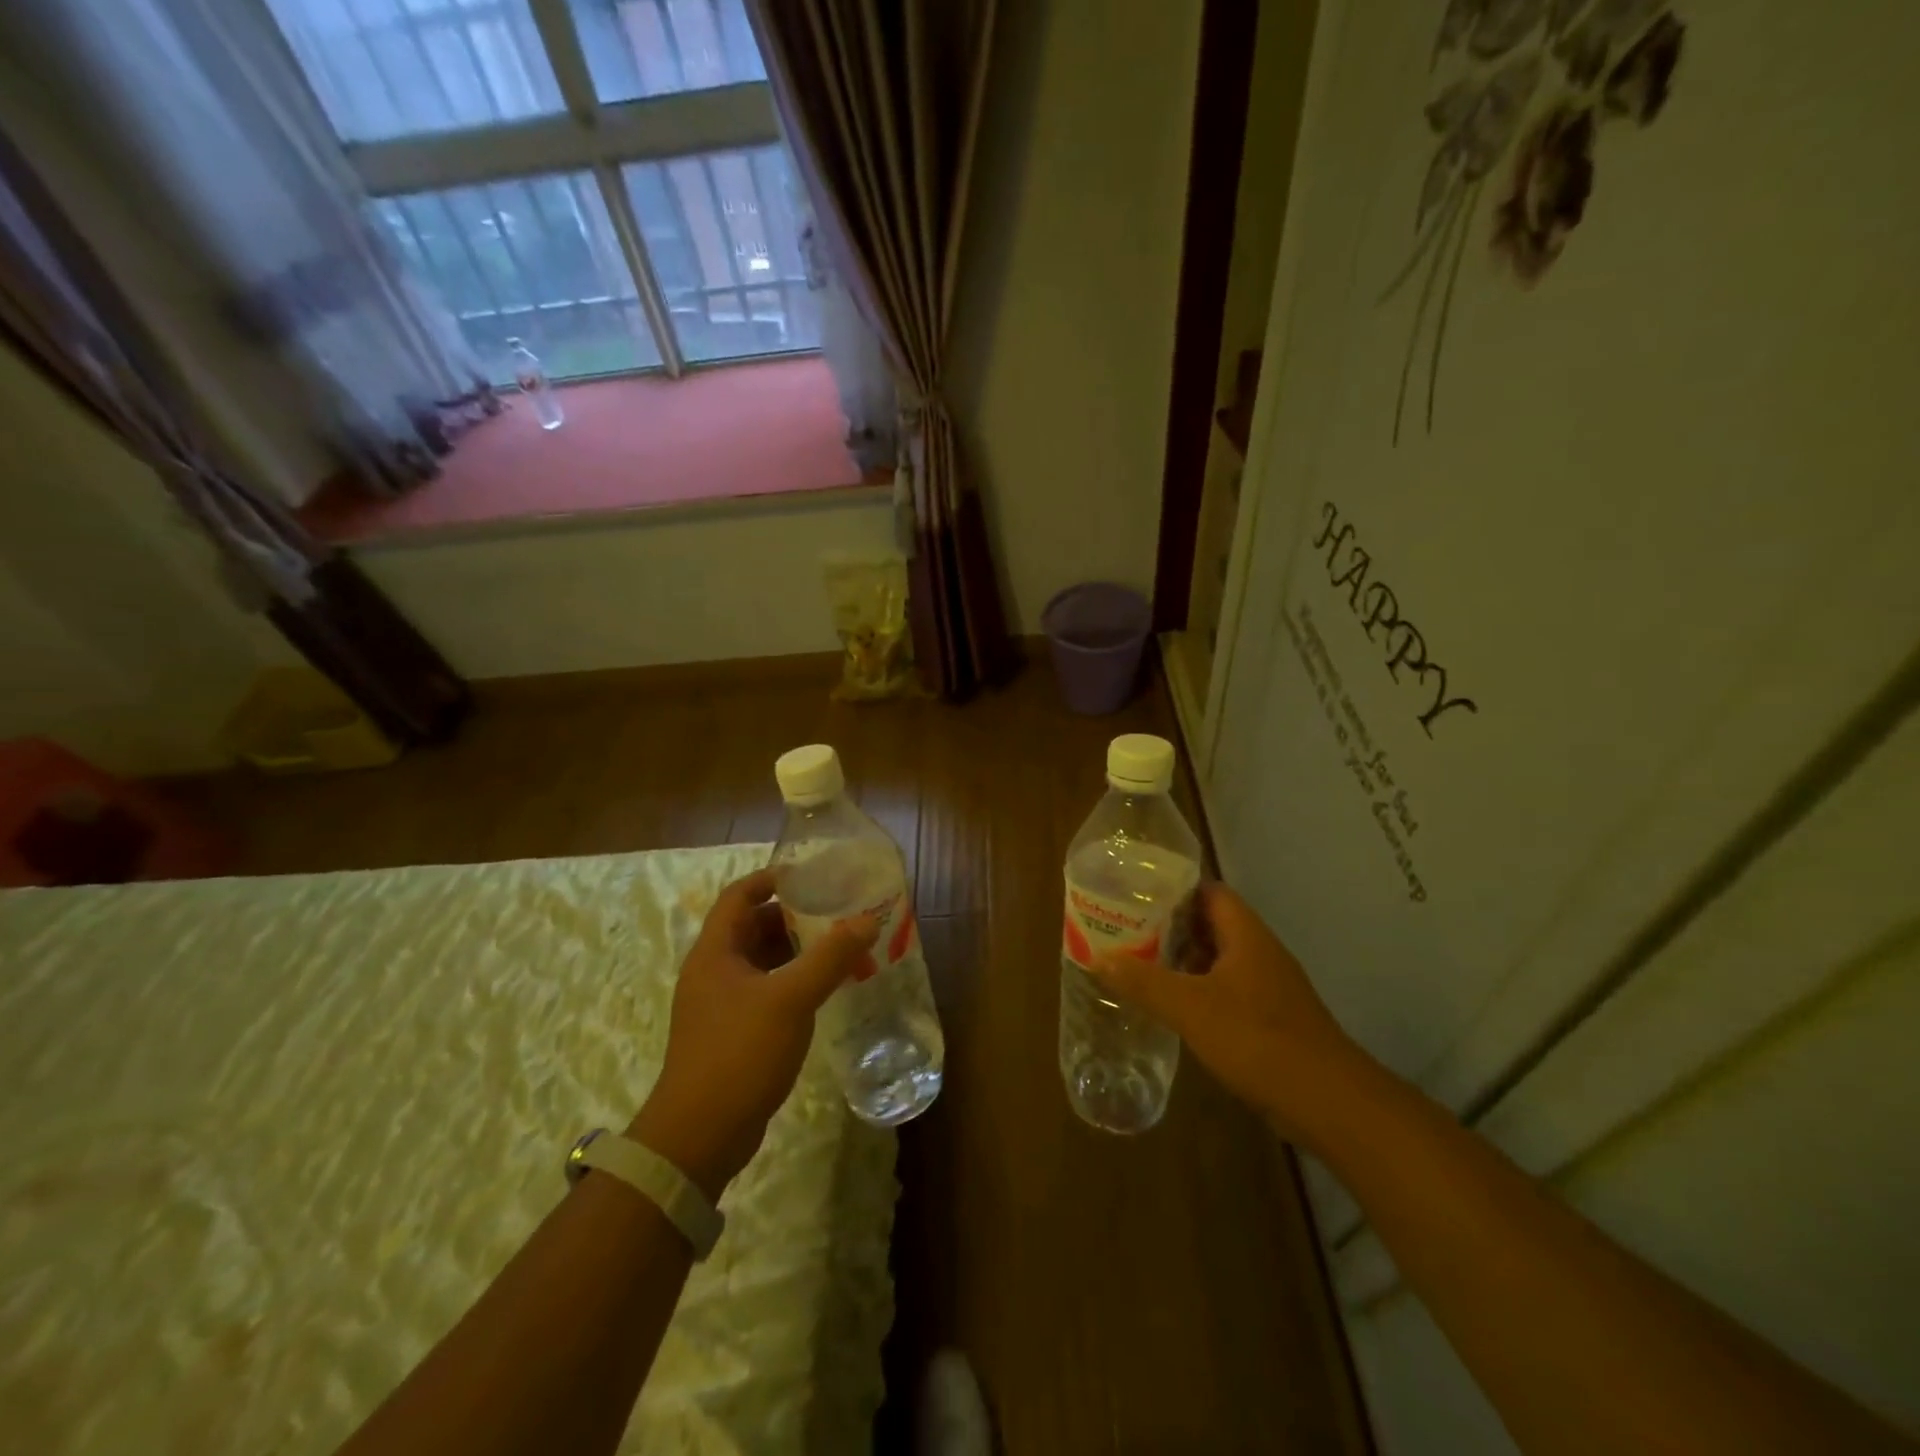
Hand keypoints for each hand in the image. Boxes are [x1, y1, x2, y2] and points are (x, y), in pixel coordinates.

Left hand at [628, 869, 877, 1198]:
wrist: (699, 1136)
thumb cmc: (739, 1053)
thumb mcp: (789, 999)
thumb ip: (829, 957)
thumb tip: (866, 920)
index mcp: (715, 952)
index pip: (739, 896)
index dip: (771, 878)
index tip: (810, 874)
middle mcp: (714, 971)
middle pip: (753, 927)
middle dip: (794, 915)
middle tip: (837, 910)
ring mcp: (721, 1004)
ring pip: (762, 961)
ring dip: (796, 950)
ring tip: (839, 945)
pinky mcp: (733, 1033)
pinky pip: (766, 991)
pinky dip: (793, 981)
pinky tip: (824, 988)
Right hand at [1088, 882, 1371, 1144]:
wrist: (1327, 1101)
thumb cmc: (1257, 1038)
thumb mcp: (1189, 1007)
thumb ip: (1142, 981)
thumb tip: (1097, 957)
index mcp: (1246, 935)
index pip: (1209, 891)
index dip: (1174, 888)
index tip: (1136, 893)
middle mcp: (1260, 952)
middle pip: (1212, 924)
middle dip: (1171, 925)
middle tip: (1128, 929)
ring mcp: (1269, 986)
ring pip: (1219, 959)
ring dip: (1184, 960)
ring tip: (1140, 963)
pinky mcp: (1271, 1018)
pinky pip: (1228, 990)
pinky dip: (1199, 990)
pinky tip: (1174, 1005)